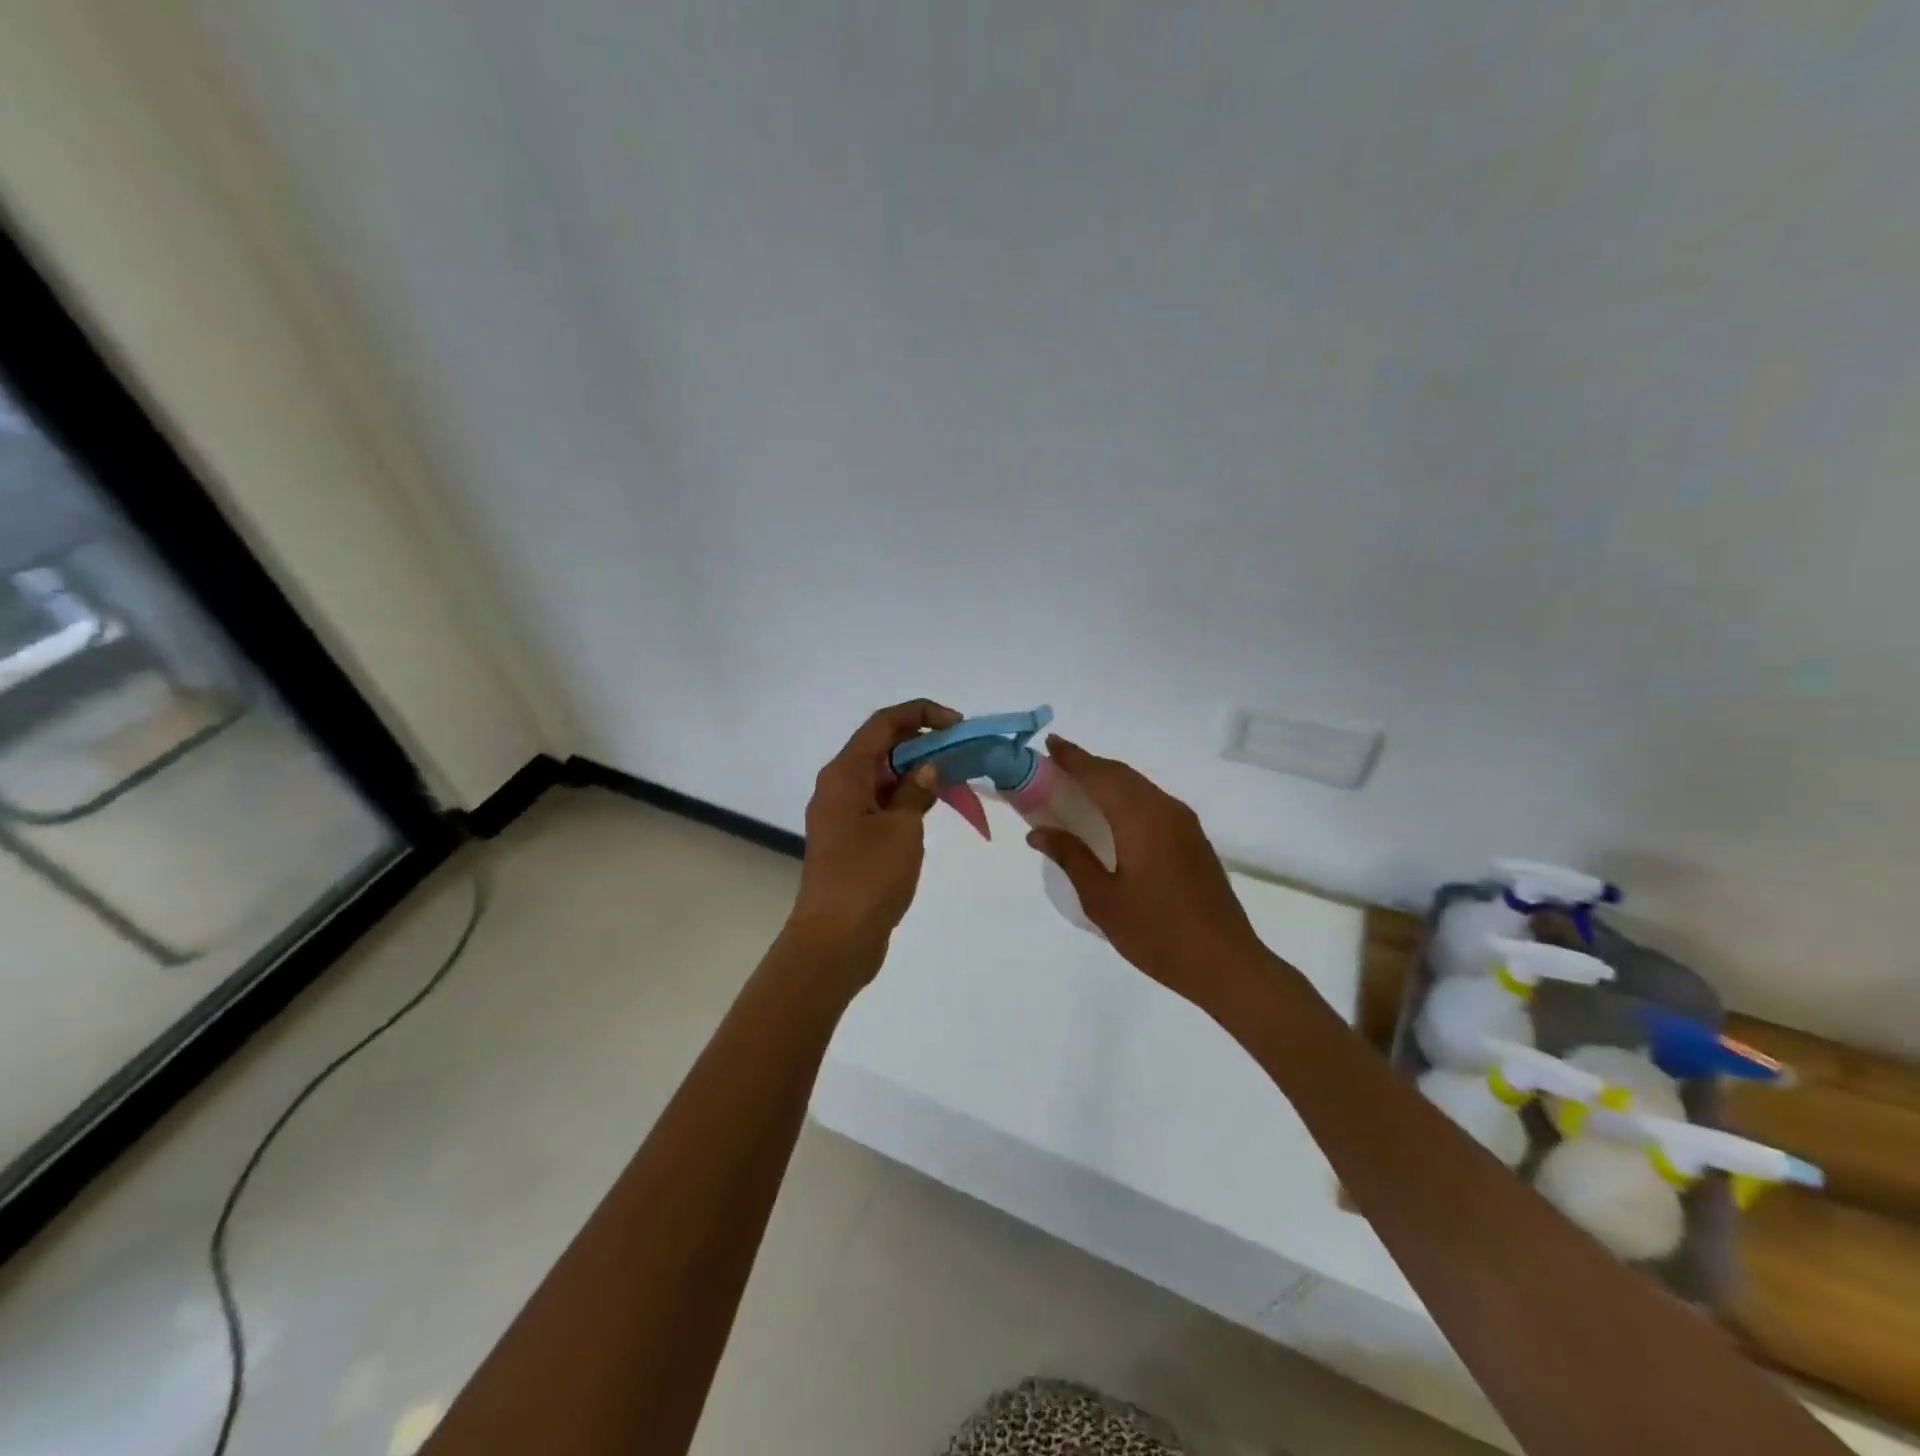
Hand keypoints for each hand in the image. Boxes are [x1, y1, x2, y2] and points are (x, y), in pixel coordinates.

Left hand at [787, 699, 962, 967]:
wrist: (835, 940)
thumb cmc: (868, 878)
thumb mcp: (902, 828)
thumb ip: (916, 791)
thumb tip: (928, 768)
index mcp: (844, 774)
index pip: (883, 724)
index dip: (921, 714)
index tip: (958, 725)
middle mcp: (838, 786)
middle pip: (882, 746)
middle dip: (923, 742)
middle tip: (962, 752)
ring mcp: (842, 813)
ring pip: (883, 776)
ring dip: (917, 771)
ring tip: (956, 776)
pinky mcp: (850, 838)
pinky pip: (881, 802)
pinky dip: (907, 797)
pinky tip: (934, 805)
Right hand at [1025, 737, 1268, 1014]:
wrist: (1226, 963)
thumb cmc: (1157, 933)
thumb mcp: (1103, 899)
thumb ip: (1071, 858)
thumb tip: (1039, 832)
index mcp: (1140, 819)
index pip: (1099, 775)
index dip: (1072, 758)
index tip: (1049, 744)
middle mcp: (1165, 809)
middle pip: (1120, 774)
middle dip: (1087, 764)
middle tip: (1055, 764)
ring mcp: (1184, 823)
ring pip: (1138, 786)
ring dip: (1107, 779)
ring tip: (1076, 785)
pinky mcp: (1193, 838)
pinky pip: (1152, 801)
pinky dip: (1125, 796)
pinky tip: (1111, 813)